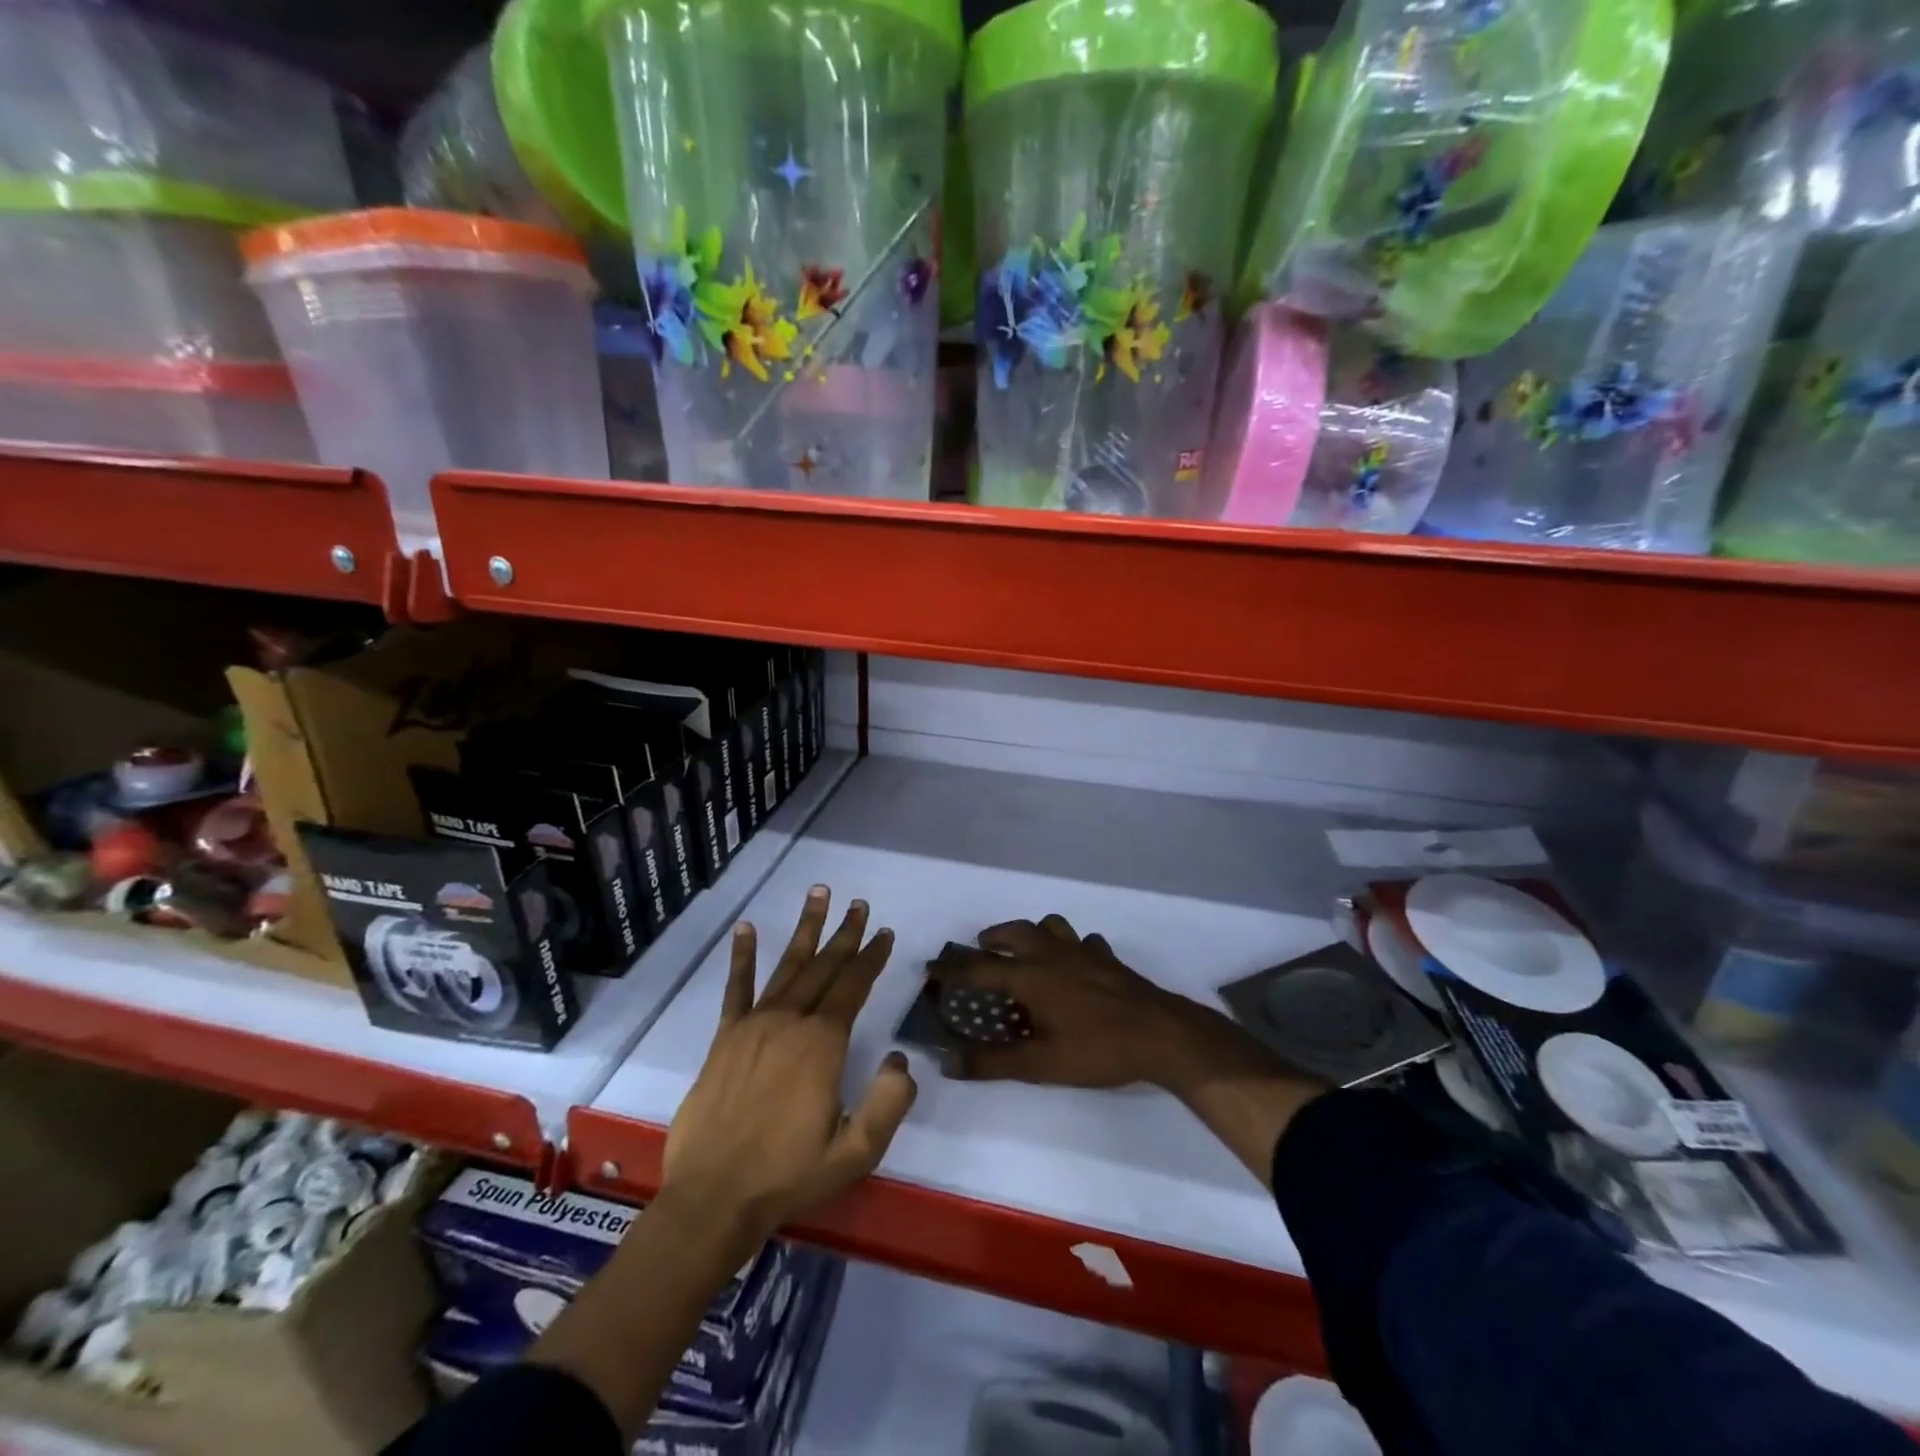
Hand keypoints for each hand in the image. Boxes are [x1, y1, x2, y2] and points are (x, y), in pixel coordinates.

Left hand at [662, 886, 915, 1248]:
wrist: (712, 1199)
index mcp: (822, 1044)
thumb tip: (901, 1059)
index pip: (854, 986)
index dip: (872, 957)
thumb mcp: (855, 1152)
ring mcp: (754, 1026)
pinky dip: (742, 957)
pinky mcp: (725, 1038)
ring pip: (787, 966)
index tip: (884, 933)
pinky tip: (746, 929)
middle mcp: (790, 1022)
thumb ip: (888, 1103)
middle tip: (859, 904)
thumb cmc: (788, 1176)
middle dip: (845, 934)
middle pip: (824, 966)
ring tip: (818, 894)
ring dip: (805, 929)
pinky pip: (736, 989)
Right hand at [926, 915, 1280, 1094]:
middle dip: (992, 938)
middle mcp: (1052, 954)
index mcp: (1030, 976)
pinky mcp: (1107, 957)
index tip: (930, 968)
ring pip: (1050, 926)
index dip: (951, 969)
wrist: (1162, 1034)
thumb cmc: (1097, 1049)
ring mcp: (1083, 951)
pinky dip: (1071, 946)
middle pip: (1014, 932)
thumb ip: (992, 1062)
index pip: (979, 969)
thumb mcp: (1041, 1064)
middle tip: (980, 950)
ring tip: (1025, 950)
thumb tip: (947, 1061)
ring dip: (1031, 933)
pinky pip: (1083, 941)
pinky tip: (1075, 964)